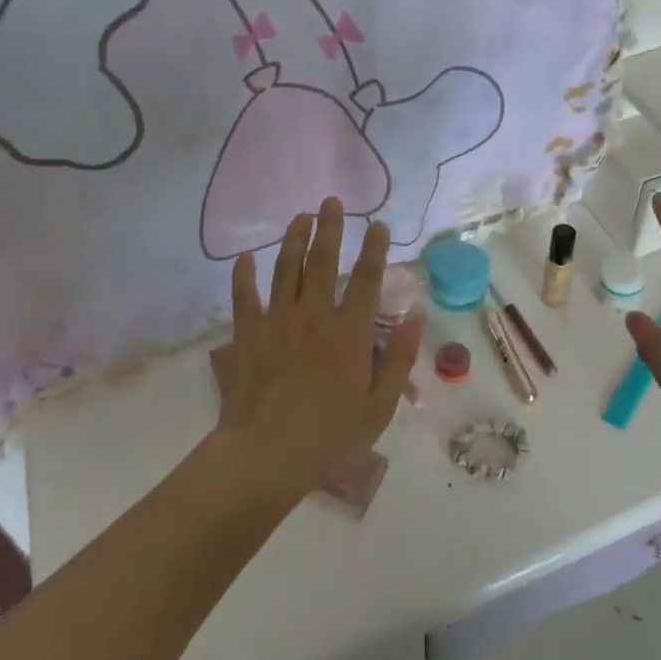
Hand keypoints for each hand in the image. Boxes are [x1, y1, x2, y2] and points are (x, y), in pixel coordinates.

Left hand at [216, 199, 423, 501]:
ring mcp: (277, 323)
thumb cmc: (330, 437)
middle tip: (332, 201)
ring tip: (301, 217)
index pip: (366, 279)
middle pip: (323, 262)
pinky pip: (244, 298)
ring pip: (285, 270)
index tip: (378, 224)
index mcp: (350, 334)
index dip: (374, 248)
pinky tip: (244, 258)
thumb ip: (400, 358)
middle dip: (330, 228)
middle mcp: (314, 317)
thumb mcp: (380, 406)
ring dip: (293, 240)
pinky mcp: (248, 336)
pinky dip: (243, 276)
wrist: (266, 458)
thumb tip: (416, 314)